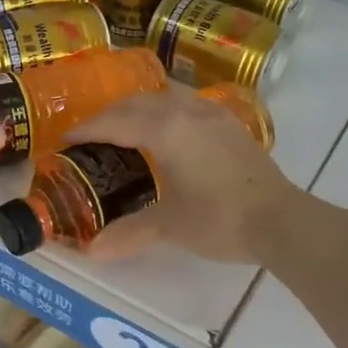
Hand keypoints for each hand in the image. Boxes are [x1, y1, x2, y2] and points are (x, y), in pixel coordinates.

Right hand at [64, 85, 299, 263]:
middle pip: (138, 102)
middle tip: (91, 133)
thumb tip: (92, 252)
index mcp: (165, 129)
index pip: (115, 122)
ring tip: (126, 124)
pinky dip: (166, 109)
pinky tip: (169, 128)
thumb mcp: (169, 225)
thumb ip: (129, 232)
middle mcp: (186, 111)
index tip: (66, 138)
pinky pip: (187, 103)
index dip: (88, 129)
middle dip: (110, 114)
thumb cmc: (219, 219)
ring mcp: (212, 114)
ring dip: (140, 106)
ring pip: (166, 96)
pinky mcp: (231, 124)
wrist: (282, 220)